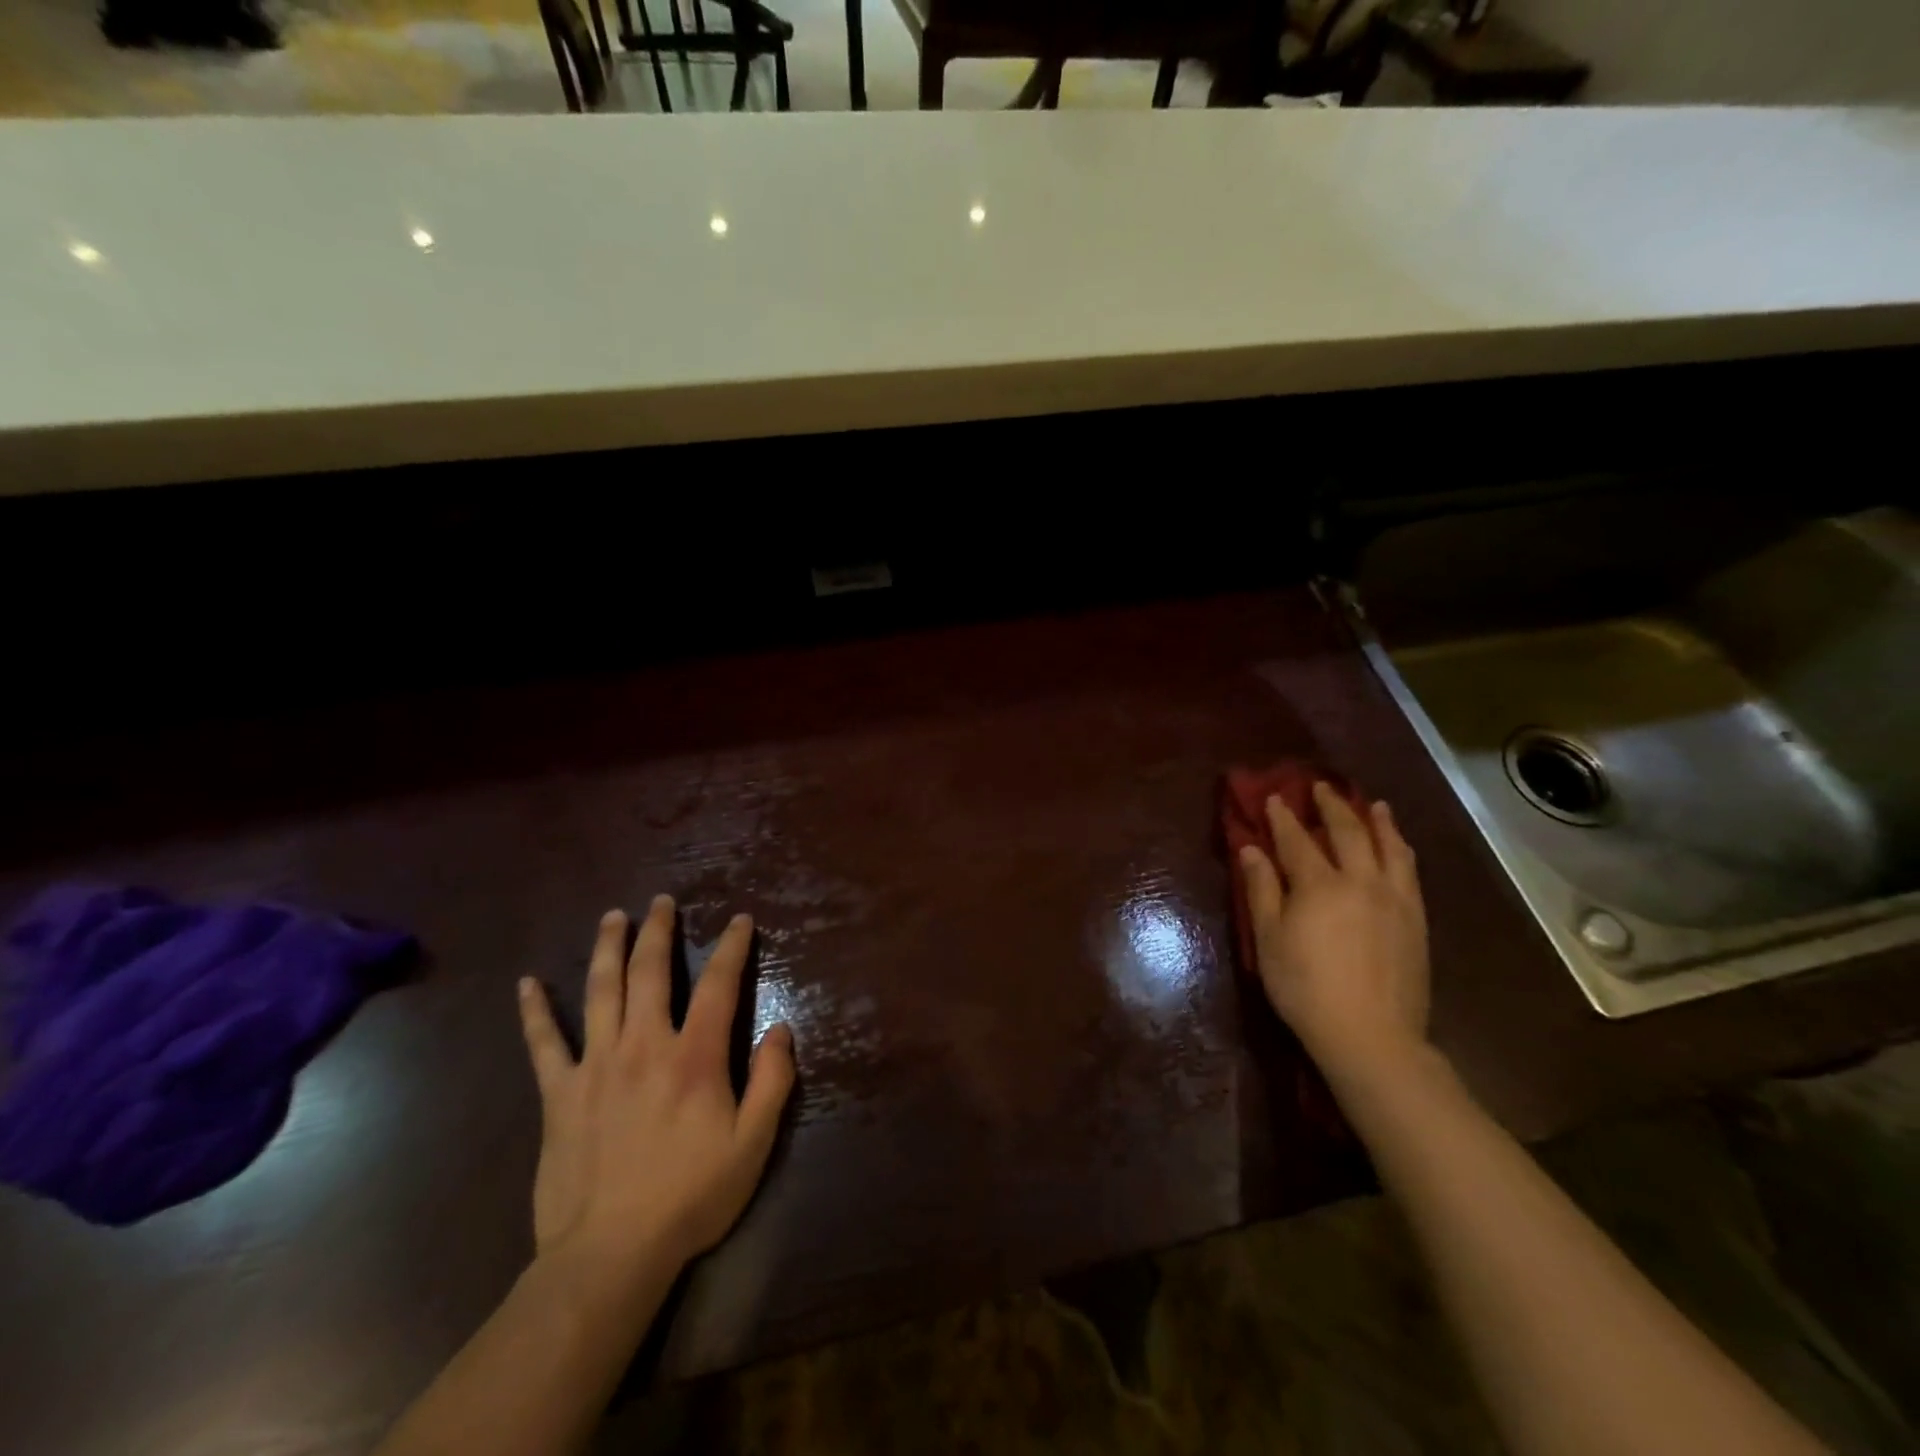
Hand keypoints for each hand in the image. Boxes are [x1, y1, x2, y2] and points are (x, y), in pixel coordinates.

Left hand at [516, 896, 794, 1287]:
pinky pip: (543, 1043)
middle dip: (659, 931)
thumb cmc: (690, 1198)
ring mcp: (596, 1065)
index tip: (739, 920)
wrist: (609, 1255)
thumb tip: (781, 1029)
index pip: (718, 985)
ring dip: (608, 948)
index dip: (731, 947)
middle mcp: (645, 1045)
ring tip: (614, 916)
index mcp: (695, 1056)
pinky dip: (535, 1011)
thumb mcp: (753, 1144)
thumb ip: (772, 1081)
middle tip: (661, 901)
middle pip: (651, 972)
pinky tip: (526, 983)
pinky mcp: (559, 1094)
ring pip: (601, 991)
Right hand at [1238, 783, 1429, 1085]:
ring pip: (1388, 847)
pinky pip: (1410, 872)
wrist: (1371, 1035)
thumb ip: (1261, 889)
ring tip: (1373, 804)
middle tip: (1321, 787)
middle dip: (1331, 807)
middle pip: (1347, 833)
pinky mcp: (1415, 919)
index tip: (1274, 797)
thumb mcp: (1268, 939)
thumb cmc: (1305, 988)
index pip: (1296, 840)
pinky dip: (1401, 849)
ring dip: (1378, 821)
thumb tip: (1250, 849)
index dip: (1283, 817)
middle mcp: (1360, 880)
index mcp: (1319, 884)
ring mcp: (1394, 899)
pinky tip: (1399, 846)